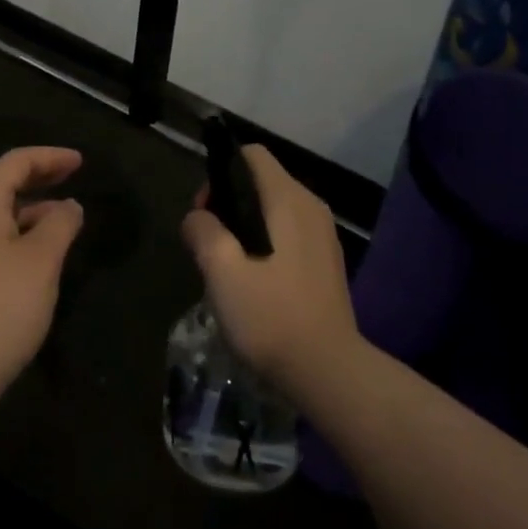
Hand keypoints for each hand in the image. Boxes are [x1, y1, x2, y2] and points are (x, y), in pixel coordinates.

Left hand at [0, 146, 85, 408]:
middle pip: (2, 182)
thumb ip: (60, 225)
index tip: (81, 162)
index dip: (50, 157)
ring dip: (30, 208)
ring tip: (64, 219)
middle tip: (73, 177)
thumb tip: (69, 206)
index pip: (15, 162)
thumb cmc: (0, 309)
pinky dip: (17, 232)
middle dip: (39, 177)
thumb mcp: (41, 262)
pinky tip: (38, 254)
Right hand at [181, 144, 359, 396]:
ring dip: (245, 227)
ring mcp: (322, 234)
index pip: (251, 154)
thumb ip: (203, 231)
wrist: (330, 374)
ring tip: (229, 268)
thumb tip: (197, 217)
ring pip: (272, 208)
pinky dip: (265, 243)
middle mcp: (310, 206)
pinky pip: (287, 232)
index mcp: (288, 199)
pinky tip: (254, 282)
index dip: (221, 172)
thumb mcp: (222, 271)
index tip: (206, 211)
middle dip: (229, 203)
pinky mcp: (326, 261)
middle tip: (210, 246)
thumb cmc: (272, 316)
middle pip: (260, 181)